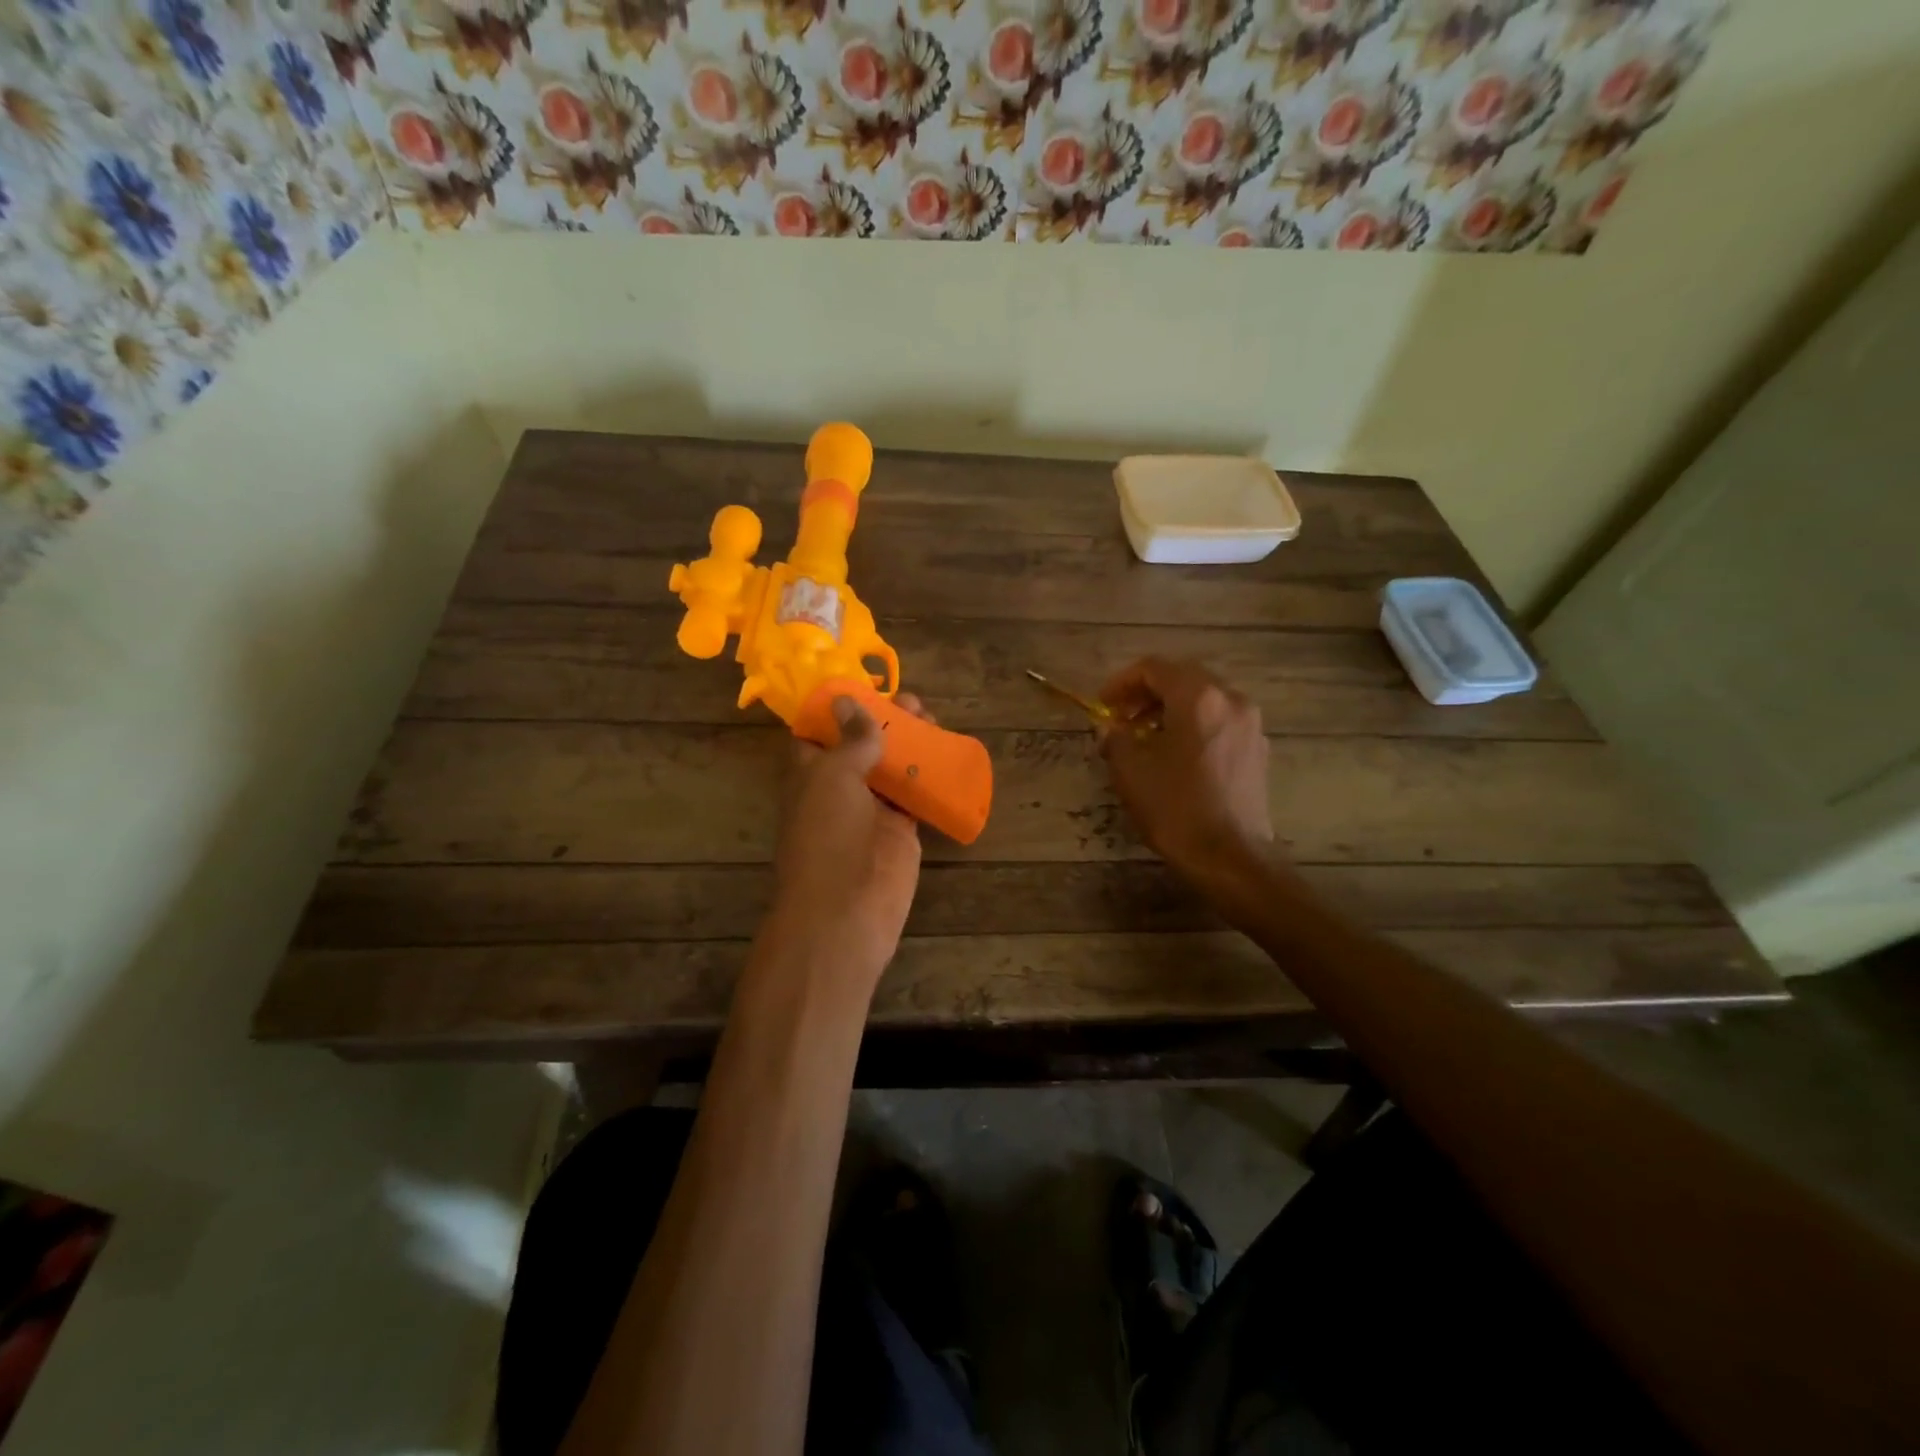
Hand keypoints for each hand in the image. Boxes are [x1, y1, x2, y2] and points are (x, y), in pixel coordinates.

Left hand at [766, 694, 927, 992]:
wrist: (847, 910)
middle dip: (883, 720)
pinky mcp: (899, 828)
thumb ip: (849, 740)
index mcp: (810, 772)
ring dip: (908, 743)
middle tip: (914, 702)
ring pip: (889, 766)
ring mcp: (870, 809)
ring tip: (932, 717)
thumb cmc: (829, 835)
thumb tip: (848, 700)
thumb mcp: (834, 776)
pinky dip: (927, 774)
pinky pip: (913, 793)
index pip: (818, 732)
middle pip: (860, 744)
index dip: (837, 708)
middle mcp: (837, 787)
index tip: (864, 685)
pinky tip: (946, 752)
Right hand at [1098, 658, 1274, 886]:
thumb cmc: (1176, 809)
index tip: (1103, 704)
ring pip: (1204, 699)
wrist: (1231, 858)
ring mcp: (1250, 724)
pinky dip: (1194, 725)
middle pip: (1182, 678)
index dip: (1122, 682)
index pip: (1154, 668)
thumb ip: (1115, 738)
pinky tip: (1176, 755)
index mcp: (1198, 697)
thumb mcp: (1131, 771)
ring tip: (1145, 737)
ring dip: (1170, 709)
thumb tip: (1109, 727)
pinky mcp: (1257, 749)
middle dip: (1147, 693)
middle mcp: (1230, 700)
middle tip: (1121, 718)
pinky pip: (1220, 721)